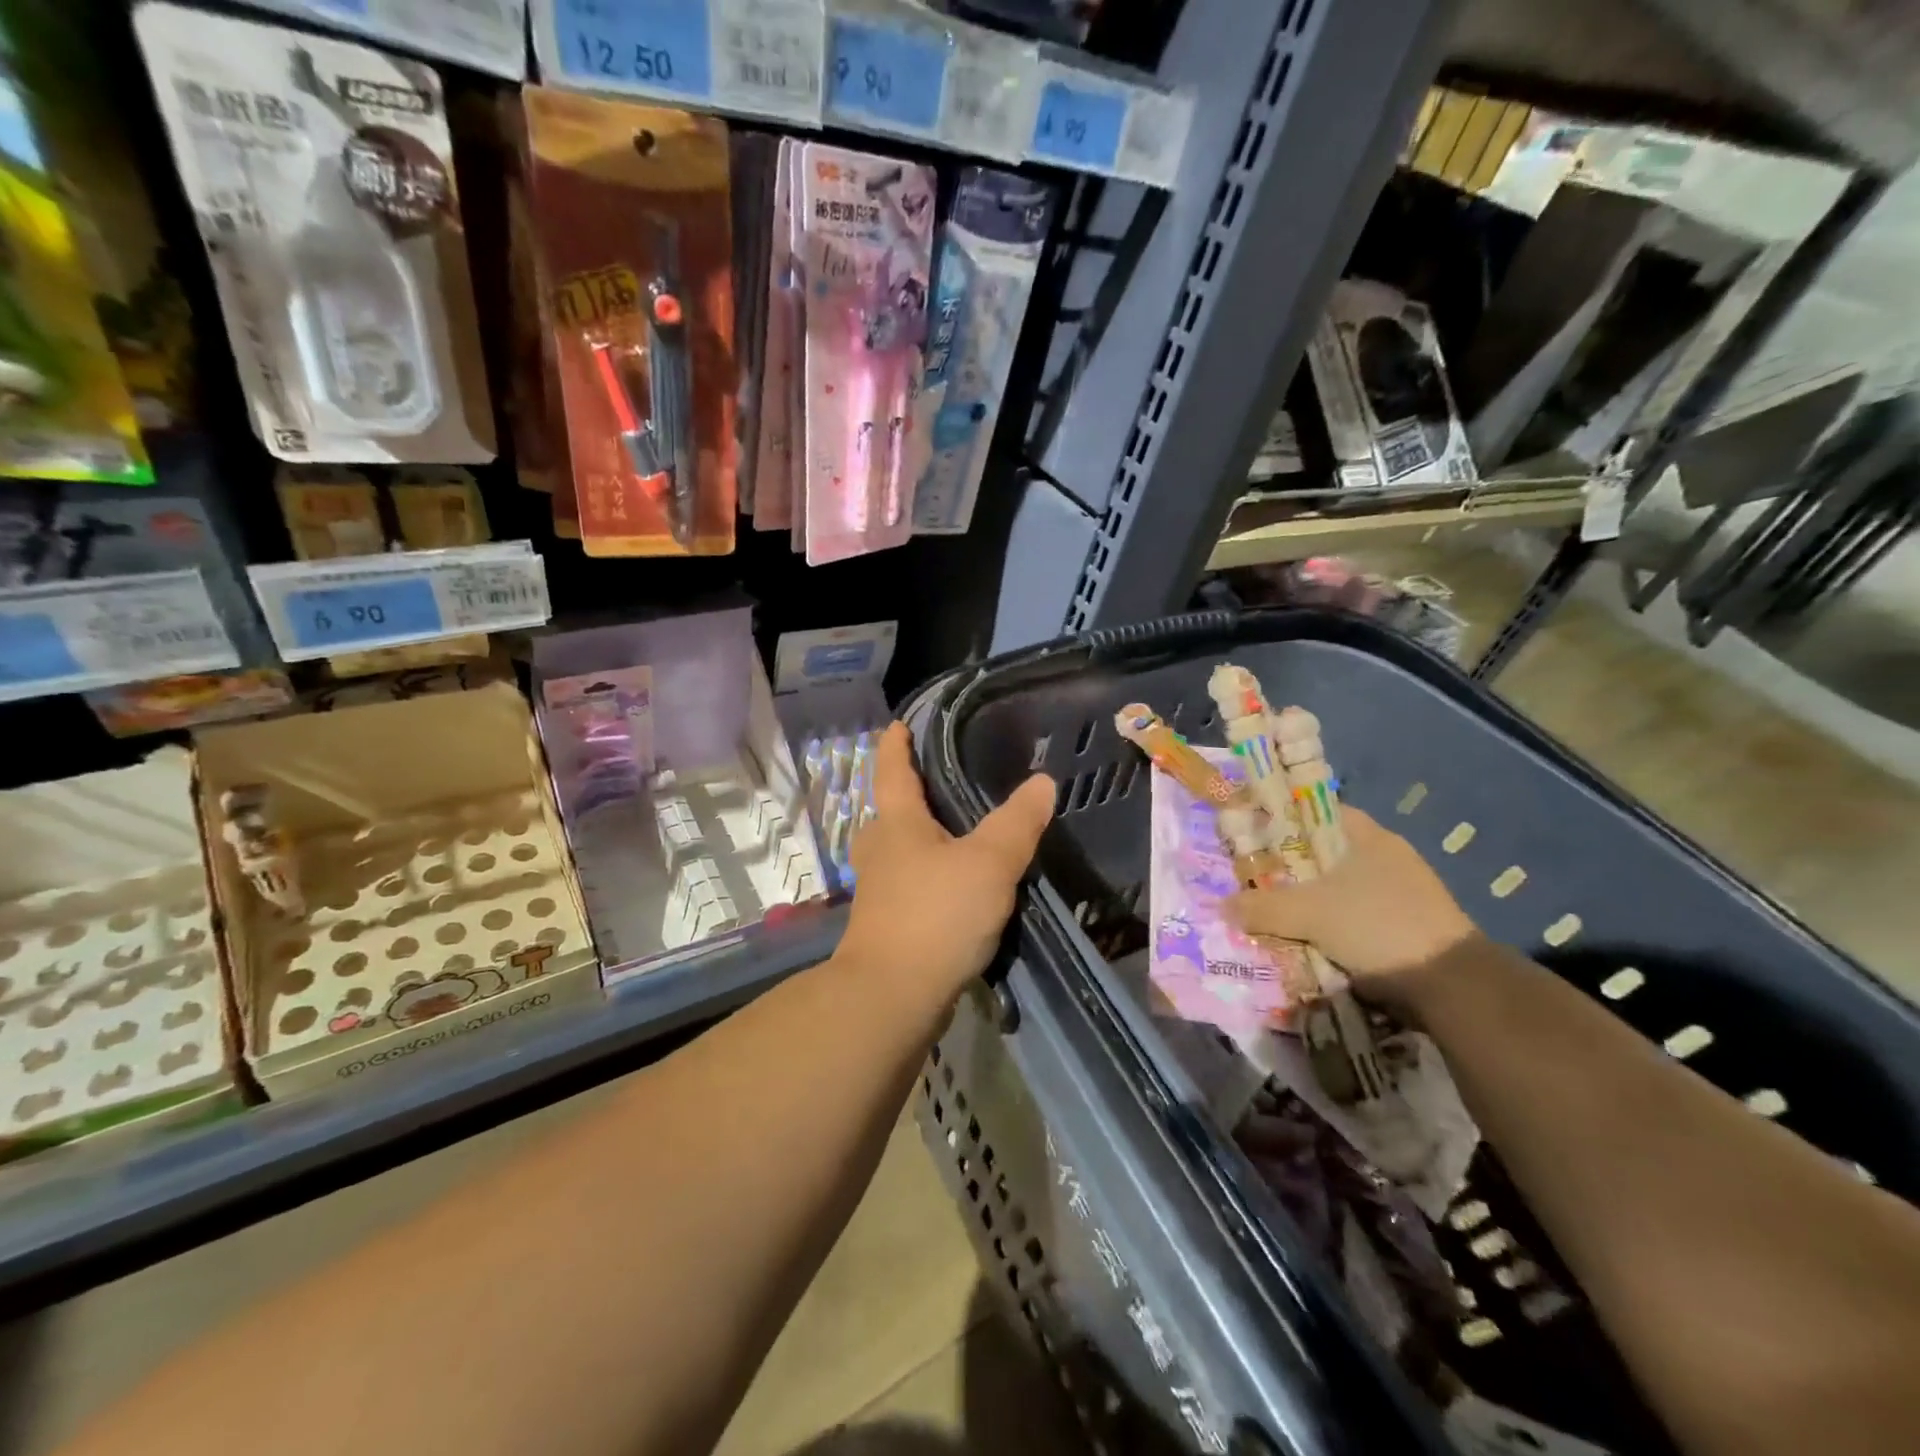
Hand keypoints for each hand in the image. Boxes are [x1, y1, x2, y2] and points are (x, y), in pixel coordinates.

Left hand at [839, 723, 1053, 1006]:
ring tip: (955, 834)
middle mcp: (881, 851)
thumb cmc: (936, 915)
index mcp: (898, 825)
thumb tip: (1042, 781)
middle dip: (908, 795)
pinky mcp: (888, 924)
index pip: (894, 772)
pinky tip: (954, 887)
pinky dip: (929, 876)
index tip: (898, 725)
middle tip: (938, 783)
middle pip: (890, 813)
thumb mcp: (989, 864)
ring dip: (920, 839)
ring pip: (900, 851)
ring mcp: (880, 891)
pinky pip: (910, 885)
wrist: (892, 996)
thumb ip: (1016, 823)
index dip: (896, 745)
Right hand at [1226, 807, 1479, 1000]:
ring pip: (1339, 888)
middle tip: (1252, 878)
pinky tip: (1307, 939)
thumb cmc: (1378, 926)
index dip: (1282, 819)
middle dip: (1289, 868)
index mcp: (1368, 836)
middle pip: (1324, 854)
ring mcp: (1402, 893)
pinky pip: (1354, 917)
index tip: (1251, 834)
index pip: (1316, 812)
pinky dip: (1330, 926)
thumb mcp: (1309, 914)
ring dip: (1310, 902)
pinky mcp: (1408, 927)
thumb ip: (1262, 907)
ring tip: (1272, 912)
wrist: (1453, 987)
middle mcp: (1387, 857)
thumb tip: (1222, 906)